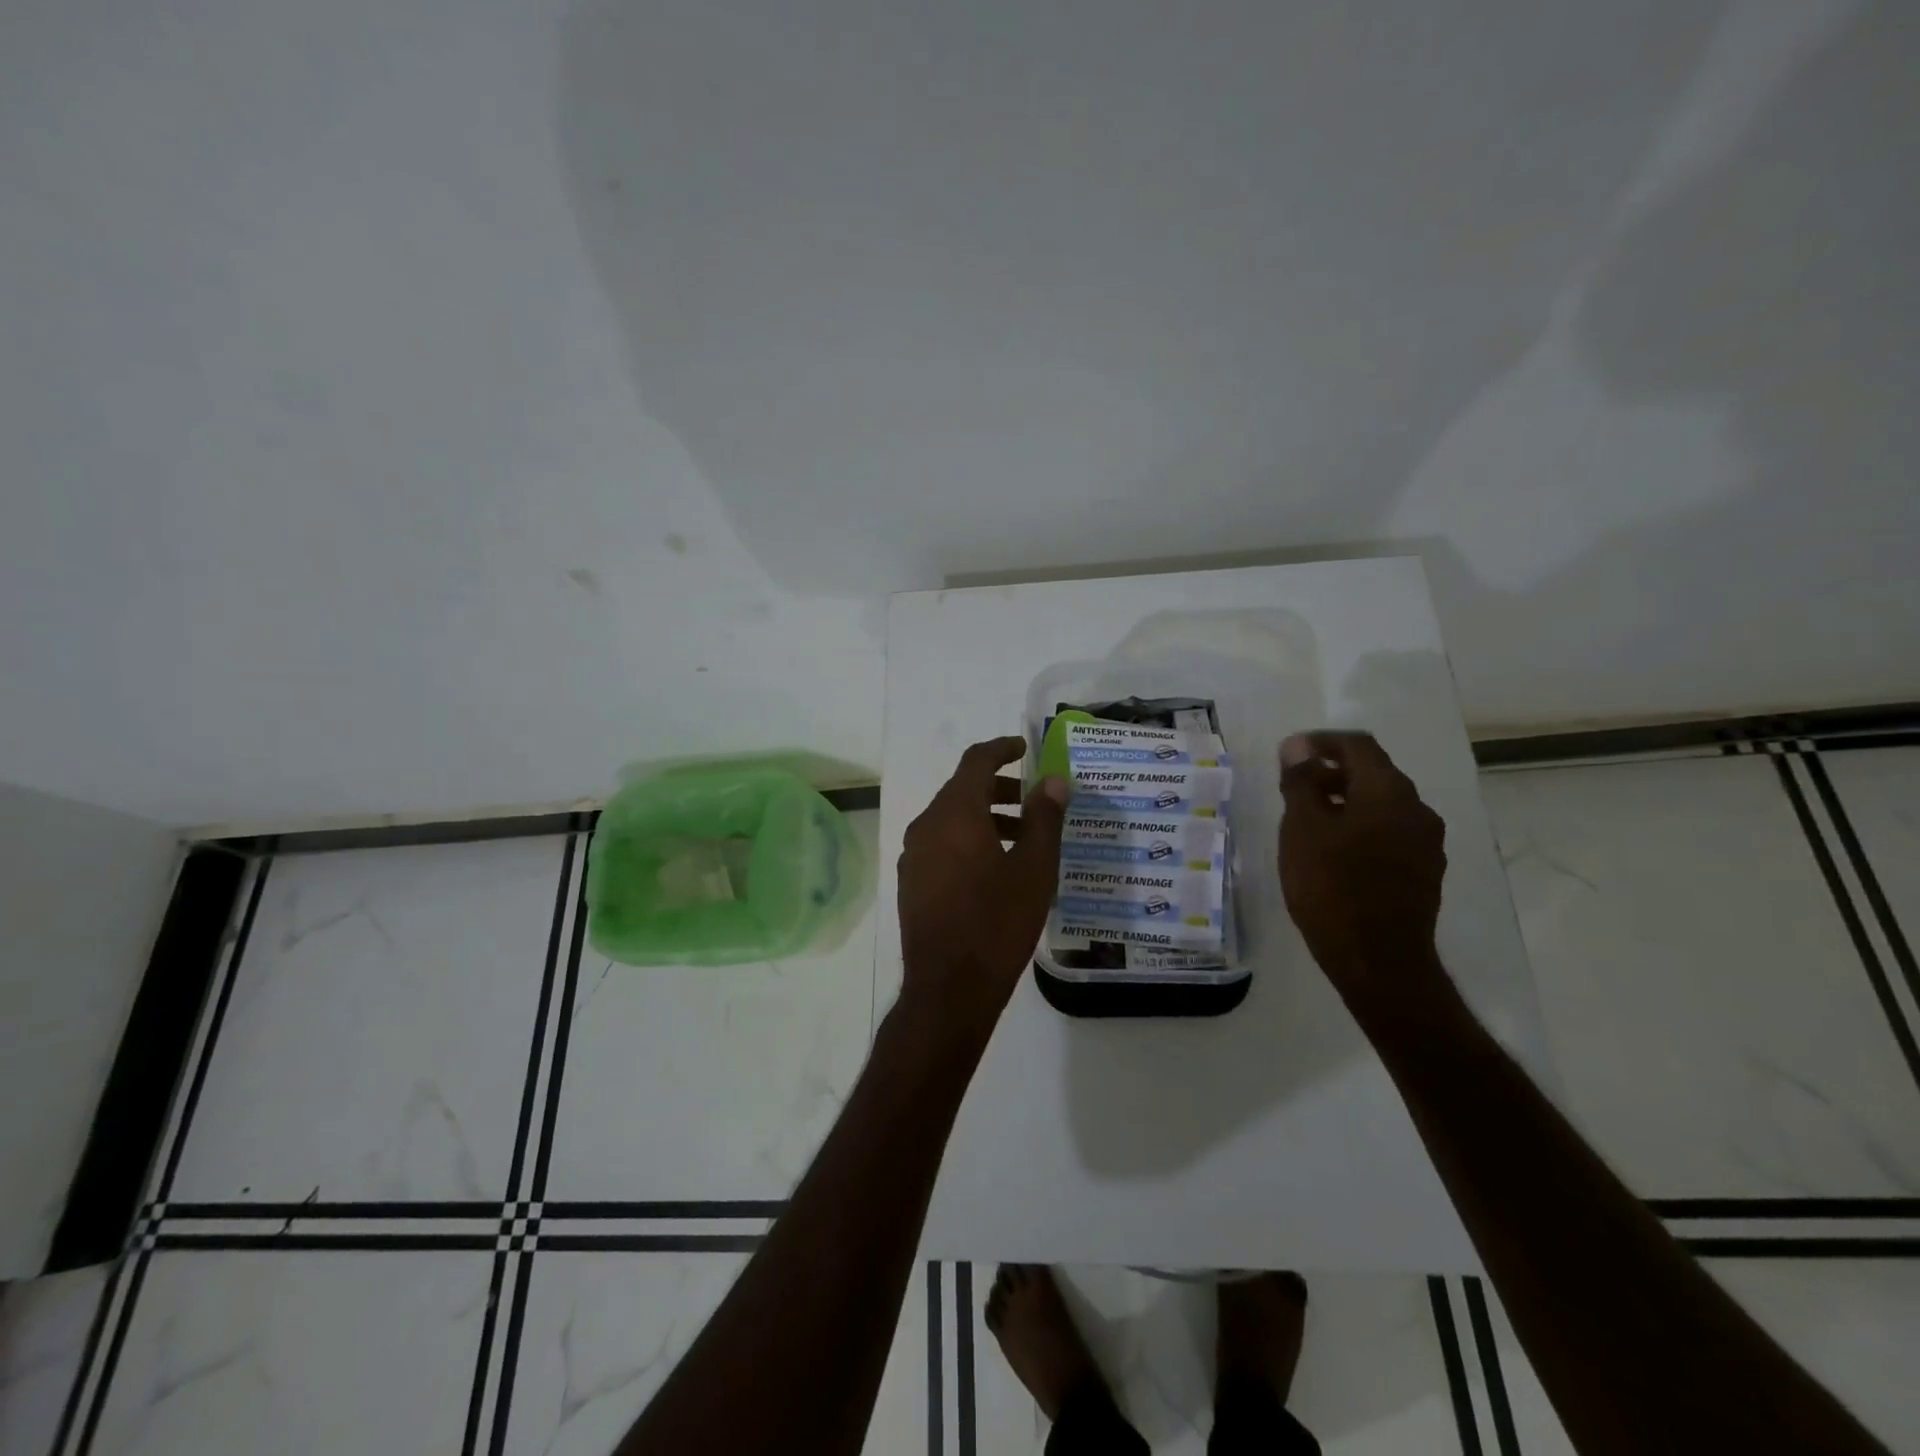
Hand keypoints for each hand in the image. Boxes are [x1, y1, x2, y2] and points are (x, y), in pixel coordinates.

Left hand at [896, 737, 1069, 1045]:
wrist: (949, 987)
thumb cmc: (997, 922)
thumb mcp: (1034, 869)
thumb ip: (1044, 818)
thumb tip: (1053, 781)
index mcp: (955, 813)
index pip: (976, 761)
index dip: (1001, 749)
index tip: (1024, 748)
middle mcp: (927, 825)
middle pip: (962, 790)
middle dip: (999, 788)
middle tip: (1033, 802)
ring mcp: (914, 855)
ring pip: (951, 819)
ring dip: (985, 817)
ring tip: (1022, 839)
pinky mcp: (911, 882)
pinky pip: (941, 844)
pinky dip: (968, 840)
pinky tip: (994, 869)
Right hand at [1278, 731, 1447, 1010]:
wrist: (1378, 961)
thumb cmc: (1331, 887)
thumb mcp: (1302, 829)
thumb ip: (1301, 782)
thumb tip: (1298, 747)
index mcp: (1388, 791)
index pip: (1357, 745)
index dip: (1321, 742)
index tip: (1289, 753)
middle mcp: (1417, 809)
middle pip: (1373, 773)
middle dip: (1331, 772)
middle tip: (1293, 787)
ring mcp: (1425, 843)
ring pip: (1382, 805)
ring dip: (1346, 800)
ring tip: (1308, 819)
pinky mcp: (1423, 872)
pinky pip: (1389, 832)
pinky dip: (1360, 827)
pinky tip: (1333, 850)